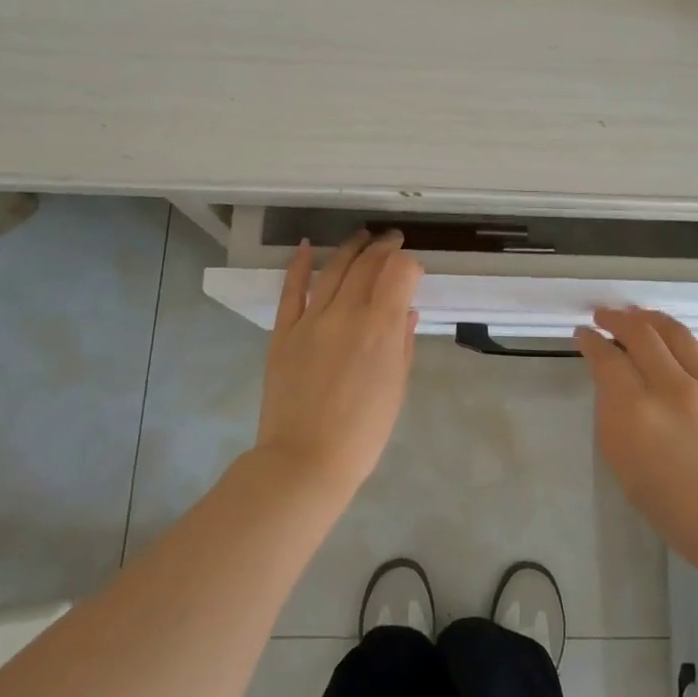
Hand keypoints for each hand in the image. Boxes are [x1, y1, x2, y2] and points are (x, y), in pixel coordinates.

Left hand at [254, 231, 422, 499]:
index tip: (413, 272)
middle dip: (384, 248)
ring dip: (351, 247)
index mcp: (380, 327)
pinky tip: (307, 246)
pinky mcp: (283, 332)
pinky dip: (299, 265)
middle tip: (393, 241)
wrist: (306, 460)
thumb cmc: (363, 432)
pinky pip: (292, 290)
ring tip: (363, 236)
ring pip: (334, 269)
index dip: (410, 264)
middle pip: (368, 264)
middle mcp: (346, 313)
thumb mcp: (396, 388)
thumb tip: (404, 311)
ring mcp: (311, 320)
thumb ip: (402, 343)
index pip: (399, 271)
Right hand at [576, 306, 697, 581]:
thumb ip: (614, 419)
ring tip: (638, 318)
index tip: (583, 335)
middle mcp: (673, 388)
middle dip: (616, 319)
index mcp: (637, 414)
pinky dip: (686, 347)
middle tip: (605, 316)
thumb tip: (613, 384)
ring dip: (650, 319)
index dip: (590, 341)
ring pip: (676, 332)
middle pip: (639, 332)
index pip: (606, 358)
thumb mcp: (626, 471)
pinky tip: (680, 352)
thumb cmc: (679, 513)